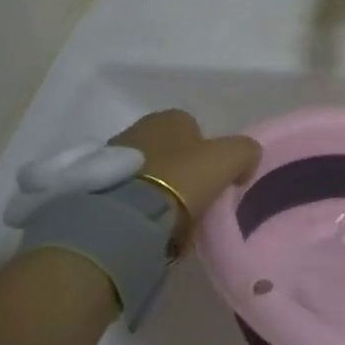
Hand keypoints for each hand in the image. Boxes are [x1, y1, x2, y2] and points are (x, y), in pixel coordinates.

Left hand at [109, 110, 260, 247]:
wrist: (129, 215)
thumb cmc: (183, 177)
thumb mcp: (231, 158)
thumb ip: (246, 151)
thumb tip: (245, 163)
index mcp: (169, 118)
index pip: (196, 129)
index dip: (210, 154)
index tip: (217, 180)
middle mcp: (139, 129)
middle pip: (171, 151)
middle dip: (184, 172)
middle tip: (198, 200)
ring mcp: (114, 158)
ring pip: (150, 174)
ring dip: (162, 191)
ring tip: (176, 220)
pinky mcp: (98, 188)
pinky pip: (131, 195)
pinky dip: (143, 207)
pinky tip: (154, 226)